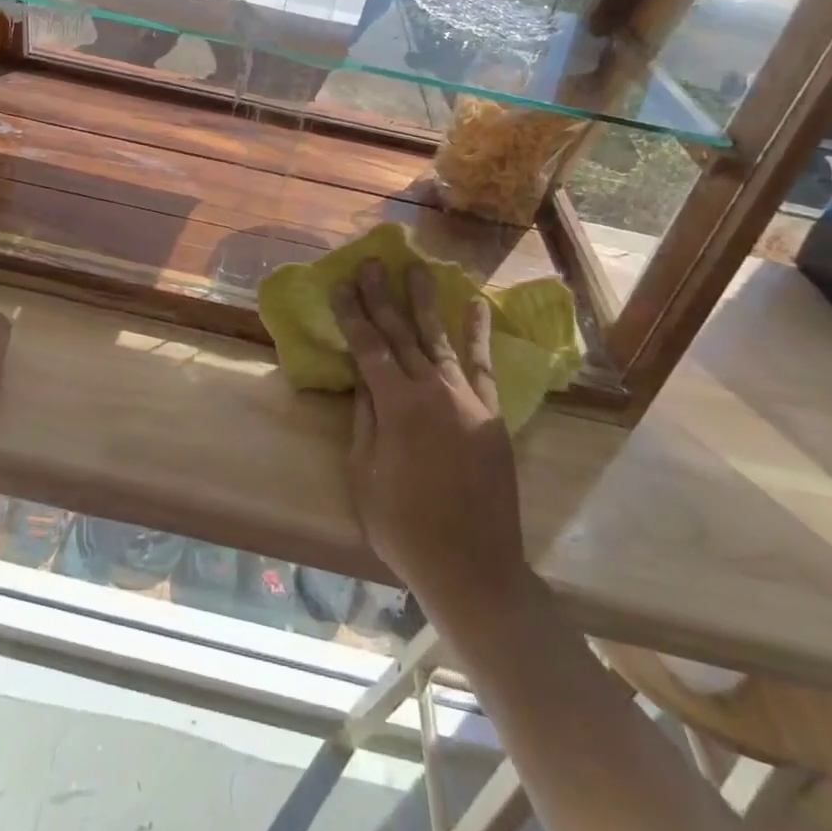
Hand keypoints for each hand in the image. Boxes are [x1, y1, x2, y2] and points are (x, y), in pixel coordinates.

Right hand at [335, 260, 527, 615]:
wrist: (473, 568)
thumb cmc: (404, 526)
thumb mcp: (364, 474)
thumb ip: (364, 419)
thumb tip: (362, 376)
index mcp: (396, 406)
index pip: (368, 347)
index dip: (352, 313)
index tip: (340, 283)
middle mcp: (433, 391)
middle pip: (402, 333)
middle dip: (383, 296)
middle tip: (372, 262)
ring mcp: (466, 400)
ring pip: (440, 339)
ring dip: (425, 302)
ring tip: (416, 269)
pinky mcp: (491, 415)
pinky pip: (482, 366)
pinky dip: (477, 333)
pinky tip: (473, 305)